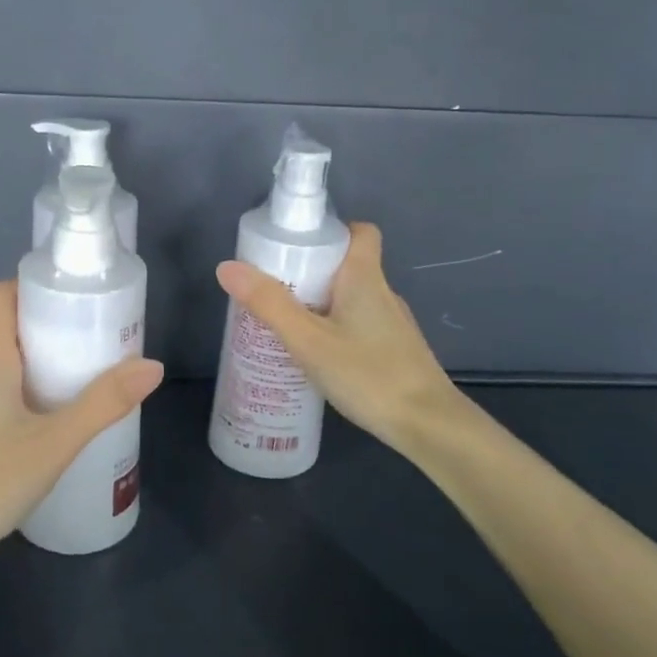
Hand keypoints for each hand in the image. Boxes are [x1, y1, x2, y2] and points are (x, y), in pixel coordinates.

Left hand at [0, 280, 163, 576]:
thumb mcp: (53, 444)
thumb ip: (102, 404)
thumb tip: (152, 365)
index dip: (33, 286)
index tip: (74, 300)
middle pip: (7, 329)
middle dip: (52, 330)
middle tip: (96, 346)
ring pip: (1, 366)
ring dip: (39, 366)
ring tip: (82, 386)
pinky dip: (23, 396)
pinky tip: (48, 428)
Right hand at [215, 223, 470, 454]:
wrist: (428, 426)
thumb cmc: (368, 374)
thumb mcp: (308, 340)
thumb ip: (269, 304)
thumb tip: (227, 267)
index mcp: (365, 278)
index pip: (361, 232)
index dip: (332, 231)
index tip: (298, 247)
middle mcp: (383, 294)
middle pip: (348, 266)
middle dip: (311, 272)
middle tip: (274, 290)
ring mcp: (393, 325)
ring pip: (352, 300)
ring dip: (321, 305)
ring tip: (285, 325)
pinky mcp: (395, 352)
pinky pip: (359, 326)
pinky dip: (335, 330)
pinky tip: (315, 357)